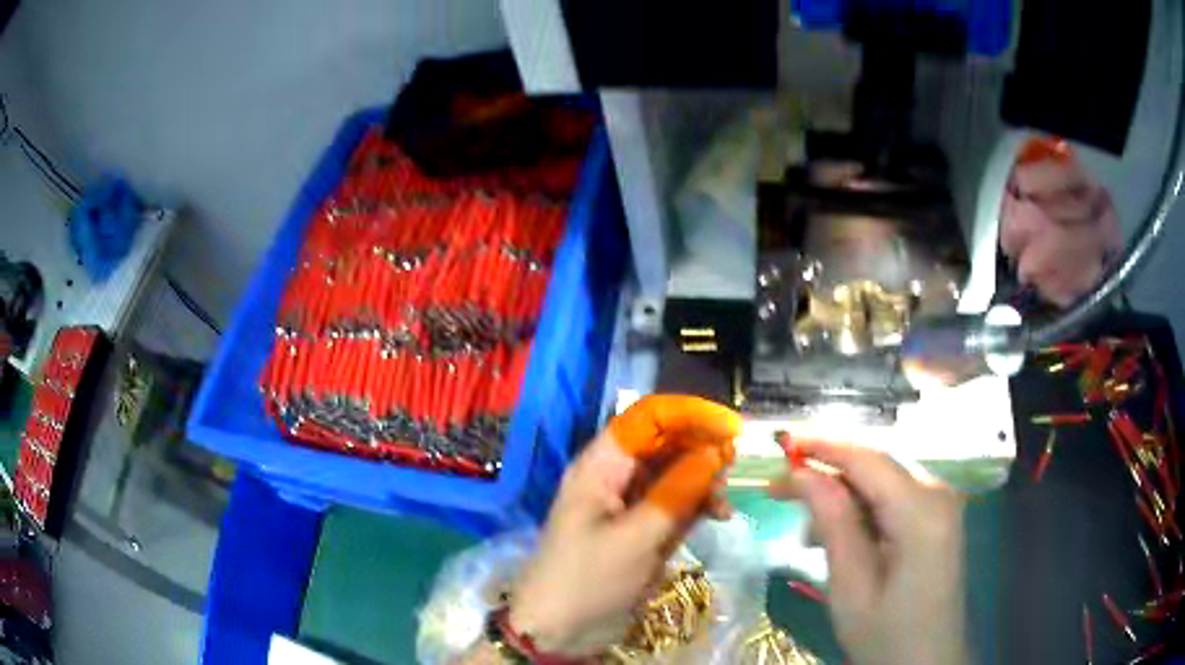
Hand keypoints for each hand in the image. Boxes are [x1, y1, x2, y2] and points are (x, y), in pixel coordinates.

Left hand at [507, 395, 740, 655]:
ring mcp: (629, 505)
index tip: (729, 428)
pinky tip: (717, 517)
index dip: (689, 415)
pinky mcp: (641, 531)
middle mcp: (615, 477)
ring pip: (675, 475)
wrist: (557, 630)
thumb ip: (678, 493)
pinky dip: (697, 506)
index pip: (648, 419)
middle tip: (734, 468)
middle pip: (665, 445)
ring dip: (703, 482)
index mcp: (601, 466)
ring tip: (723, 504)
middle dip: (701, 449)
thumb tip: (715, 452)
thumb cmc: (588, 579)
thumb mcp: (636, 537)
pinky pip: (675, 505)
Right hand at [770, 441, 967, 664]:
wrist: (927, 663)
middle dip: (828, 472)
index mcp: (922, 512)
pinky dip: (862, 508)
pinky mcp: (938, 518)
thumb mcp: (851, 587)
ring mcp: (942, 504)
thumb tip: (804, 474)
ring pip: (883, 479)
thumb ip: (834, 523)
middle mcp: (938, 494)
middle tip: (778, 491)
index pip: (868, 459)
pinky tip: (839, 537)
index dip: (823, 444)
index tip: (780, 442)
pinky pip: (894, 497)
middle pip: (876, 464)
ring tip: (807, 533)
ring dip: (843, 495)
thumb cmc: (886, 636)